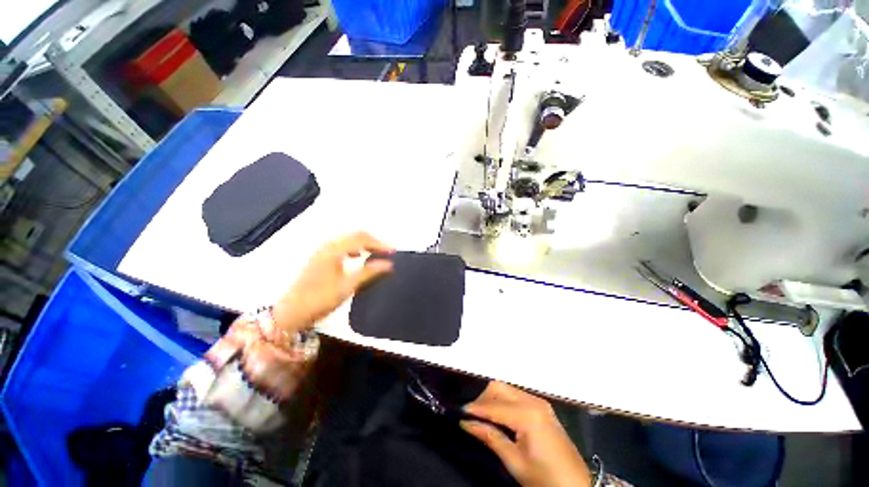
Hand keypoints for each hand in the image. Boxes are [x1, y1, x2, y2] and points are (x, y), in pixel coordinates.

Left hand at [272, 232, 393, 333]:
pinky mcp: (320, 257)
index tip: (393, 252)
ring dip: (365, 243)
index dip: (379, 243)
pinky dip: (355, 248)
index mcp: (333, 250)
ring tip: (377, 253)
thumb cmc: (320, 299)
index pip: (362, 238)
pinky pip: (342, 245)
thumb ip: (369, 272)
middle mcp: (327, 245)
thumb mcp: (347, 286)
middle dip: (373, 241)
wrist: (291, 313)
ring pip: (349, 239)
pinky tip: (359, 256)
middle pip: (355, 235)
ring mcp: (322, 250)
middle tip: (387, 252)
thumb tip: (389, 263)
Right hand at [462, 382, 590, 486]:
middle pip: (499, 387)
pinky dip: (503, 402)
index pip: (493, 406)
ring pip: (506, 389)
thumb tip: (466, 422)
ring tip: (483, 419)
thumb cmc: (546, 478)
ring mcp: (539, 402)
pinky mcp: (541, 407)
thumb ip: (490, 437)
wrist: (578, 486)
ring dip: (492, 399)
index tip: (459, 413)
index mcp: (528, 414)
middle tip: (472, 417)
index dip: (474, 409)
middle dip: (483, 399)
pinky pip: (515, 396)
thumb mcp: (515, 462)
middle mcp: (533, 401)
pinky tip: (498, 417)